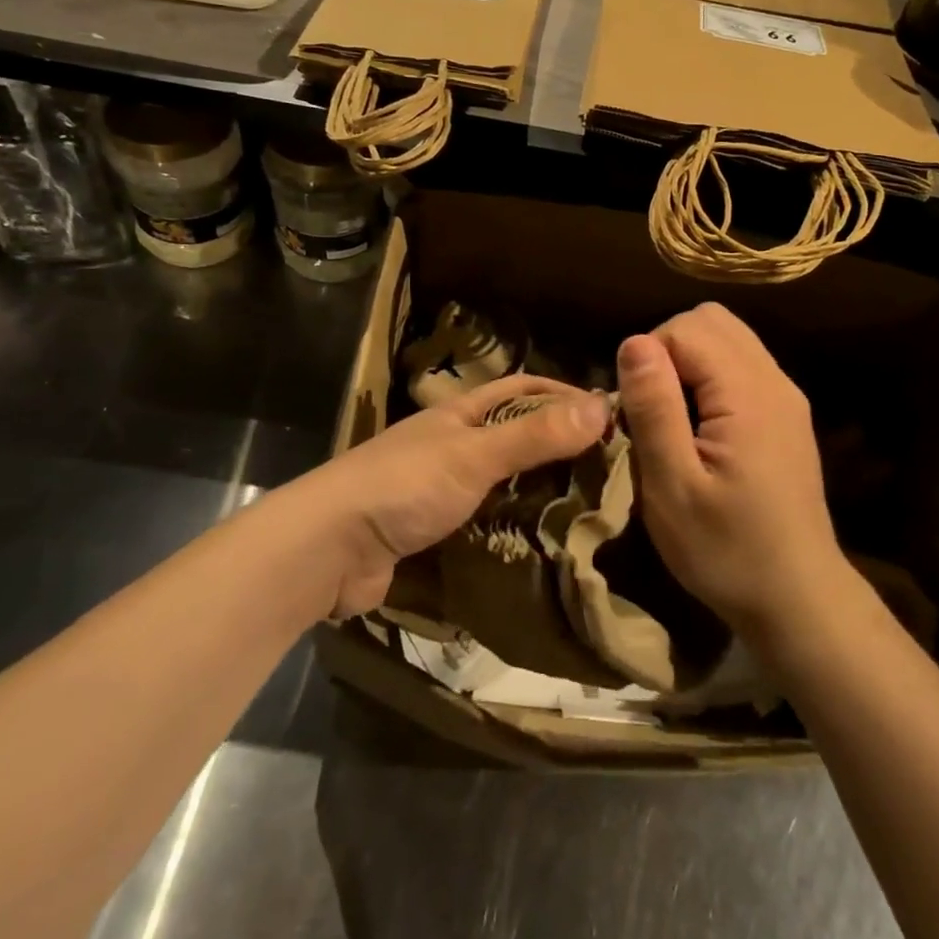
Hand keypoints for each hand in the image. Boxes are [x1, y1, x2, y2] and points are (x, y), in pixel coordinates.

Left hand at [310, 374, 608, 617]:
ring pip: (503, 481)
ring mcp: (441, 489)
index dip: (564, 395)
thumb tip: (602, 407)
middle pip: (516, 435)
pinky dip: (513, 527)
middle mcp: (453, 444)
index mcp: (461, 414)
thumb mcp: (475, 455)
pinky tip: (542, 543)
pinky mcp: (433, 531)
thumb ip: (535, 435)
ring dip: (538, 490)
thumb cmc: (404, 487)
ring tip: (588, 510)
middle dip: (558, 446)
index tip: (610, 417)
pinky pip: (486, 521)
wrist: (328, 549)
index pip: (523, 390)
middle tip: (608, 471)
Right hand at [617, 303, 849, 640]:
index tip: (637, 412)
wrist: (799, 600)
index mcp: (749, 394)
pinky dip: (710, 376)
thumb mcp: (673, 488)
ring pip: (728, 337)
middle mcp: (774, 380)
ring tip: (672, 416)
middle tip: (652, 407)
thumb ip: (655, 409)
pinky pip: (742, 364)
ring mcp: (786, 396)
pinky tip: (700, 426)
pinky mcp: (787, 414)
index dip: (649, 358)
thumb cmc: (727, 551)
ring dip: (689, 360)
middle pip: (711, 320)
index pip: (686, 329)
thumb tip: (633, 341)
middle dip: (668, 348)